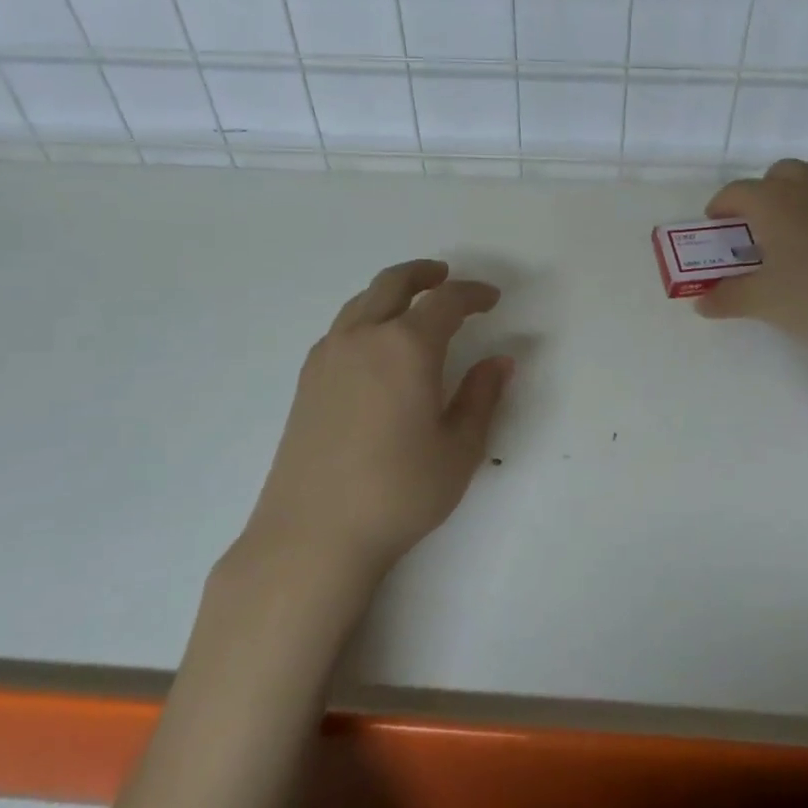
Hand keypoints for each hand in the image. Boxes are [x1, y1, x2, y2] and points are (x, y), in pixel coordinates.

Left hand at [244, 260, 511, 582]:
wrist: (313, 533)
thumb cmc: (398, 492)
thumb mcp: (458, 449)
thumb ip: (482, 397)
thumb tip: (500, 361)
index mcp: (407, 346)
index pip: (446, 302)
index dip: (473, 294)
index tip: (491, 299)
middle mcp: (364, 337)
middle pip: (394, 283)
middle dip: (425, 274)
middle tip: (446, 277)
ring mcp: (328, 355)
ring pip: (362, 301)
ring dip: (391, 292)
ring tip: (412, 303)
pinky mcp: (307, 379)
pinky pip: (342, 327)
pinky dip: (365, 316)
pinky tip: (375, 344)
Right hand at [696, 159, 807, 362]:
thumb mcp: (763, 302)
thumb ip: (728, 298)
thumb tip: (703, 303)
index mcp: (774, 200)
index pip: (736, 192)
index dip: (720, 207)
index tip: (715, 227)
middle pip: (778, 174)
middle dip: (761, 194)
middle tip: (755, 229)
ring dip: (795, 200)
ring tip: (790, 239)